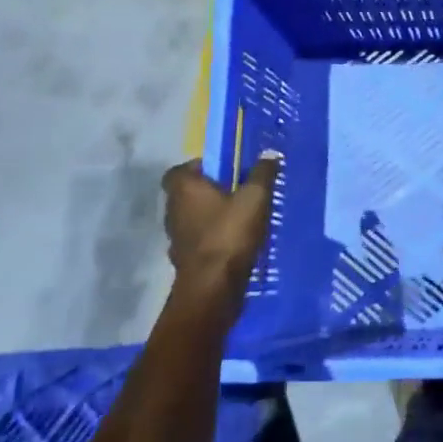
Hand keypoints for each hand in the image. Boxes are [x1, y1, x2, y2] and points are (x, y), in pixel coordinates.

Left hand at [161, 153, 280, 305]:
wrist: (212, 288)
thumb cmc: (229, 234)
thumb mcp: (255, 198)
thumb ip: (262, 174)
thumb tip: (270, 153)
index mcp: (184, 190)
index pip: (180, 170)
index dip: (199, 168)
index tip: (224, 171)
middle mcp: (173, 211)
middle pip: (187, 195)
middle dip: (210, 192)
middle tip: (238, 192)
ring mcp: (176, 239)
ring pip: (193, 219)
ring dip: (212, 217)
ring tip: (241, 218)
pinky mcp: (184, 261)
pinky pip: (199, 242)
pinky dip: (213, 239)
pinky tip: (235, 243)